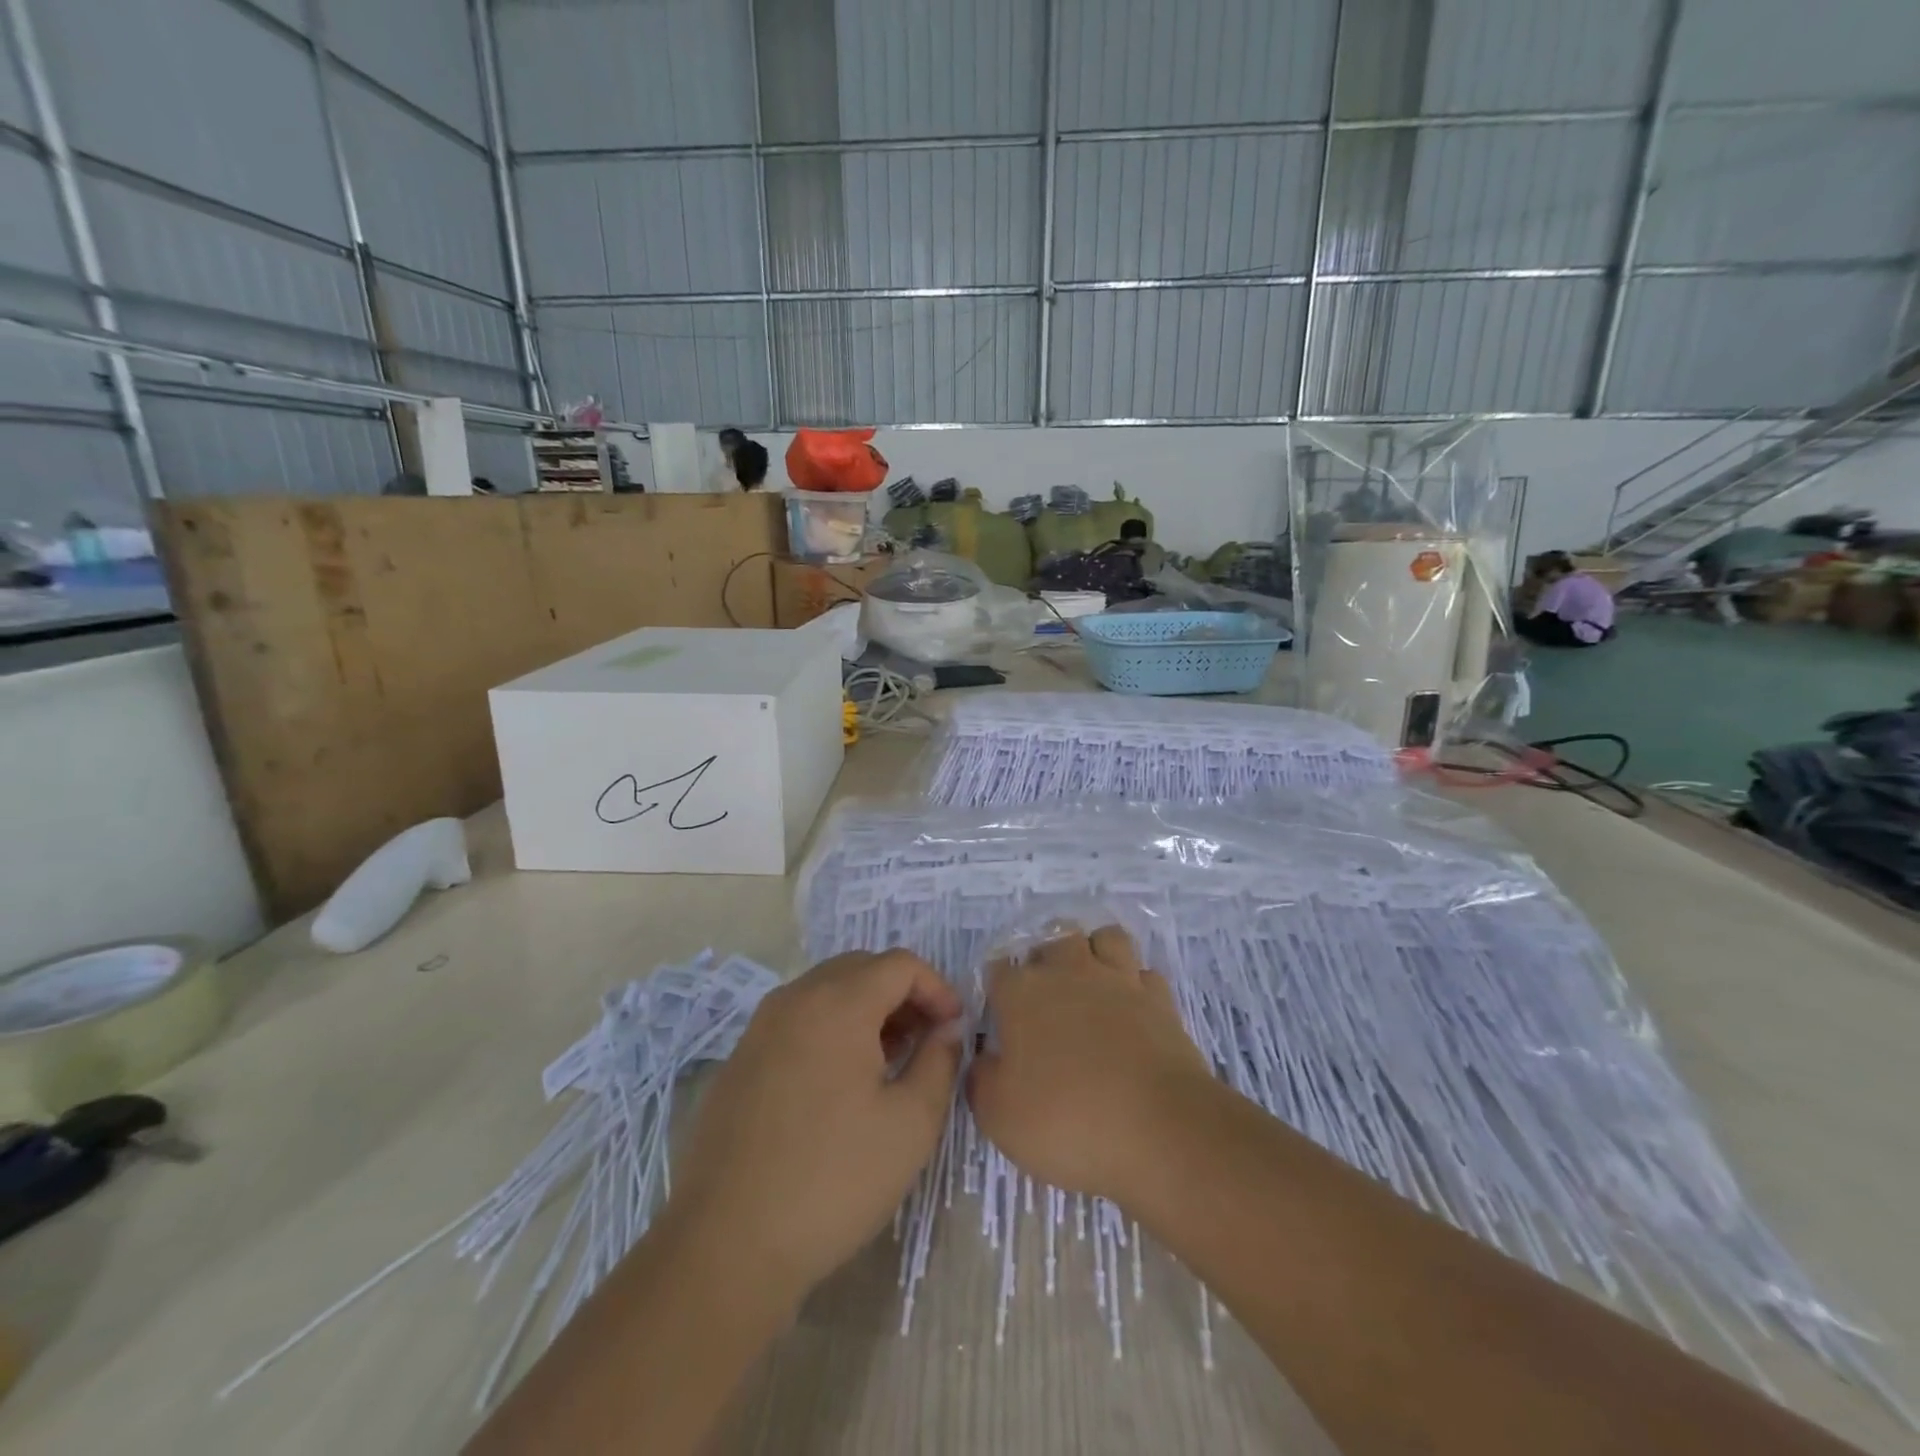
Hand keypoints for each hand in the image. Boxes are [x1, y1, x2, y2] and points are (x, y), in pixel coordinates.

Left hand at [662, 949, 963, 1304]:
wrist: (726, 1244)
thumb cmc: (833, 1179)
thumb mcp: (911, 1123)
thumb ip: (940, 1061)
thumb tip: (947, 1028)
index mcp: (838, 1003)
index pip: (900, 964)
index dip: (937, 988)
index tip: (953, 1028)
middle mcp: (795, 999)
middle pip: (861, 968)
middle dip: (902, 994)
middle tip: (925, 1040)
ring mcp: (760, 1027)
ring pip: (827, 992)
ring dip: (866, 1011)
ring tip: (888, 1062)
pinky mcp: (740, 1058)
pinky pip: (797, 1020)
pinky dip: (831, 1029)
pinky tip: (840, 1084)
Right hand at [967, 926, 1215, 1204]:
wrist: (1159, 1131)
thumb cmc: (1067, 1121)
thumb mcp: (999, 1116)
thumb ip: (981, 1080)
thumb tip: (984, 1059)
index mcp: (1022, 993)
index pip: (998, 969)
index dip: (997, 991)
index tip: (1000, 1019)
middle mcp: (1069, 972)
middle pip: (1053, 938)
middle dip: (1045, 959)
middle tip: (1045, 1002)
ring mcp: (1119, 980)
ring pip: (1105, 938)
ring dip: (1094, 953)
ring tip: (1090, 986)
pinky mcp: (1160, 999)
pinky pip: (1144, 973)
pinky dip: (1135, 984)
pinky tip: (1130, 1008)